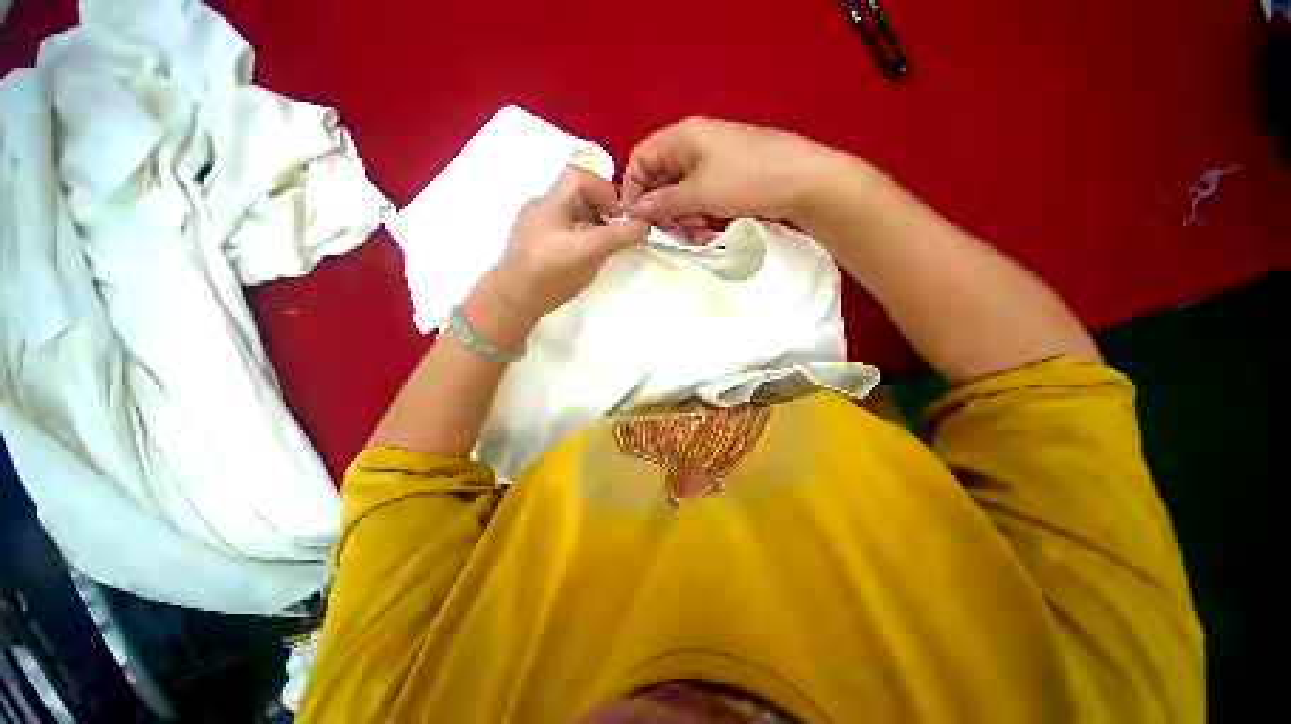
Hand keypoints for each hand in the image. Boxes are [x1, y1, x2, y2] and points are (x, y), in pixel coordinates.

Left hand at [484, 166, 649, 328]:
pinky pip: (561, 226)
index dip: (604, 189)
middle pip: (575, 193)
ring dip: (590, 221)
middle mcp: (540, 208)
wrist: (513, 301)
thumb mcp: (590, 252)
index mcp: (550, 203)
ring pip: (569, 211)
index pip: (579, 176)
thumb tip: (644, 225)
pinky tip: (581, 254)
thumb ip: (619, 236)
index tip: (618, 215)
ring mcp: (534, 225)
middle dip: (599, 208)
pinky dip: (578, 232)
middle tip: (613, 231)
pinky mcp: (533, 241)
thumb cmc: (551, 274)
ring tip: (600, 245)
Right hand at [621, 117, 837, 240]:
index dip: (634, 188)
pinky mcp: (723, 178)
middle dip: (661, 209)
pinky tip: (705, 232)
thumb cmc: (744, 180)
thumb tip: (634, 211)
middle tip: (667, 234)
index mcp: (681, 138)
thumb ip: (662, 203)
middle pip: (660, 179)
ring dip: (681, 217)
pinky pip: (698, 197)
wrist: (800, 181)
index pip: (640, 159)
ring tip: (693, 236)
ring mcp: (709, 162)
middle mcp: (691, 146)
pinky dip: (697, 215)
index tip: (637, 218)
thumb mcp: (698, 194)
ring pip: (679, 192)